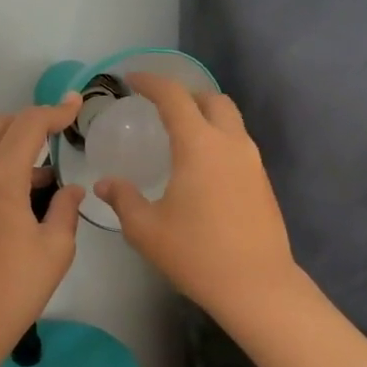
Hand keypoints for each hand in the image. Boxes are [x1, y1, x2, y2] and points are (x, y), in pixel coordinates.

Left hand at [0, 96, 84, 349]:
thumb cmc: (15, 288)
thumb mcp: (56, 248)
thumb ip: (66, 208)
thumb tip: (70, 189)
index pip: (28, 125)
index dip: (55, 111)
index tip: (76, 104)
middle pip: (0, 126)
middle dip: (31, 121)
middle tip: (60, 131)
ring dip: (14, 146)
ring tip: (47, 176)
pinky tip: (22, 197)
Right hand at [95, 73, 299, 325]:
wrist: (257, 287)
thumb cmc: (196, 254)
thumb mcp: (145, 229)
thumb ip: (122, 198)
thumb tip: (104, 183)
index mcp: (199, 145)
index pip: (174, 96)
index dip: (151, 82)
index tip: (131, 79)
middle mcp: (230, 143)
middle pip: (211, 99)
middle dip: (185, 94)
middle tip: (160, 107)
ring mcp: (252, 161)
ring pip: (230, 120)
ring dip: (205, 116)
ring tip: (180, 135)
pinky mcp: (262, 181)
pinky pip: (238, 143)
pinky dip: (218, 139)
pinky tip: (201, 168)